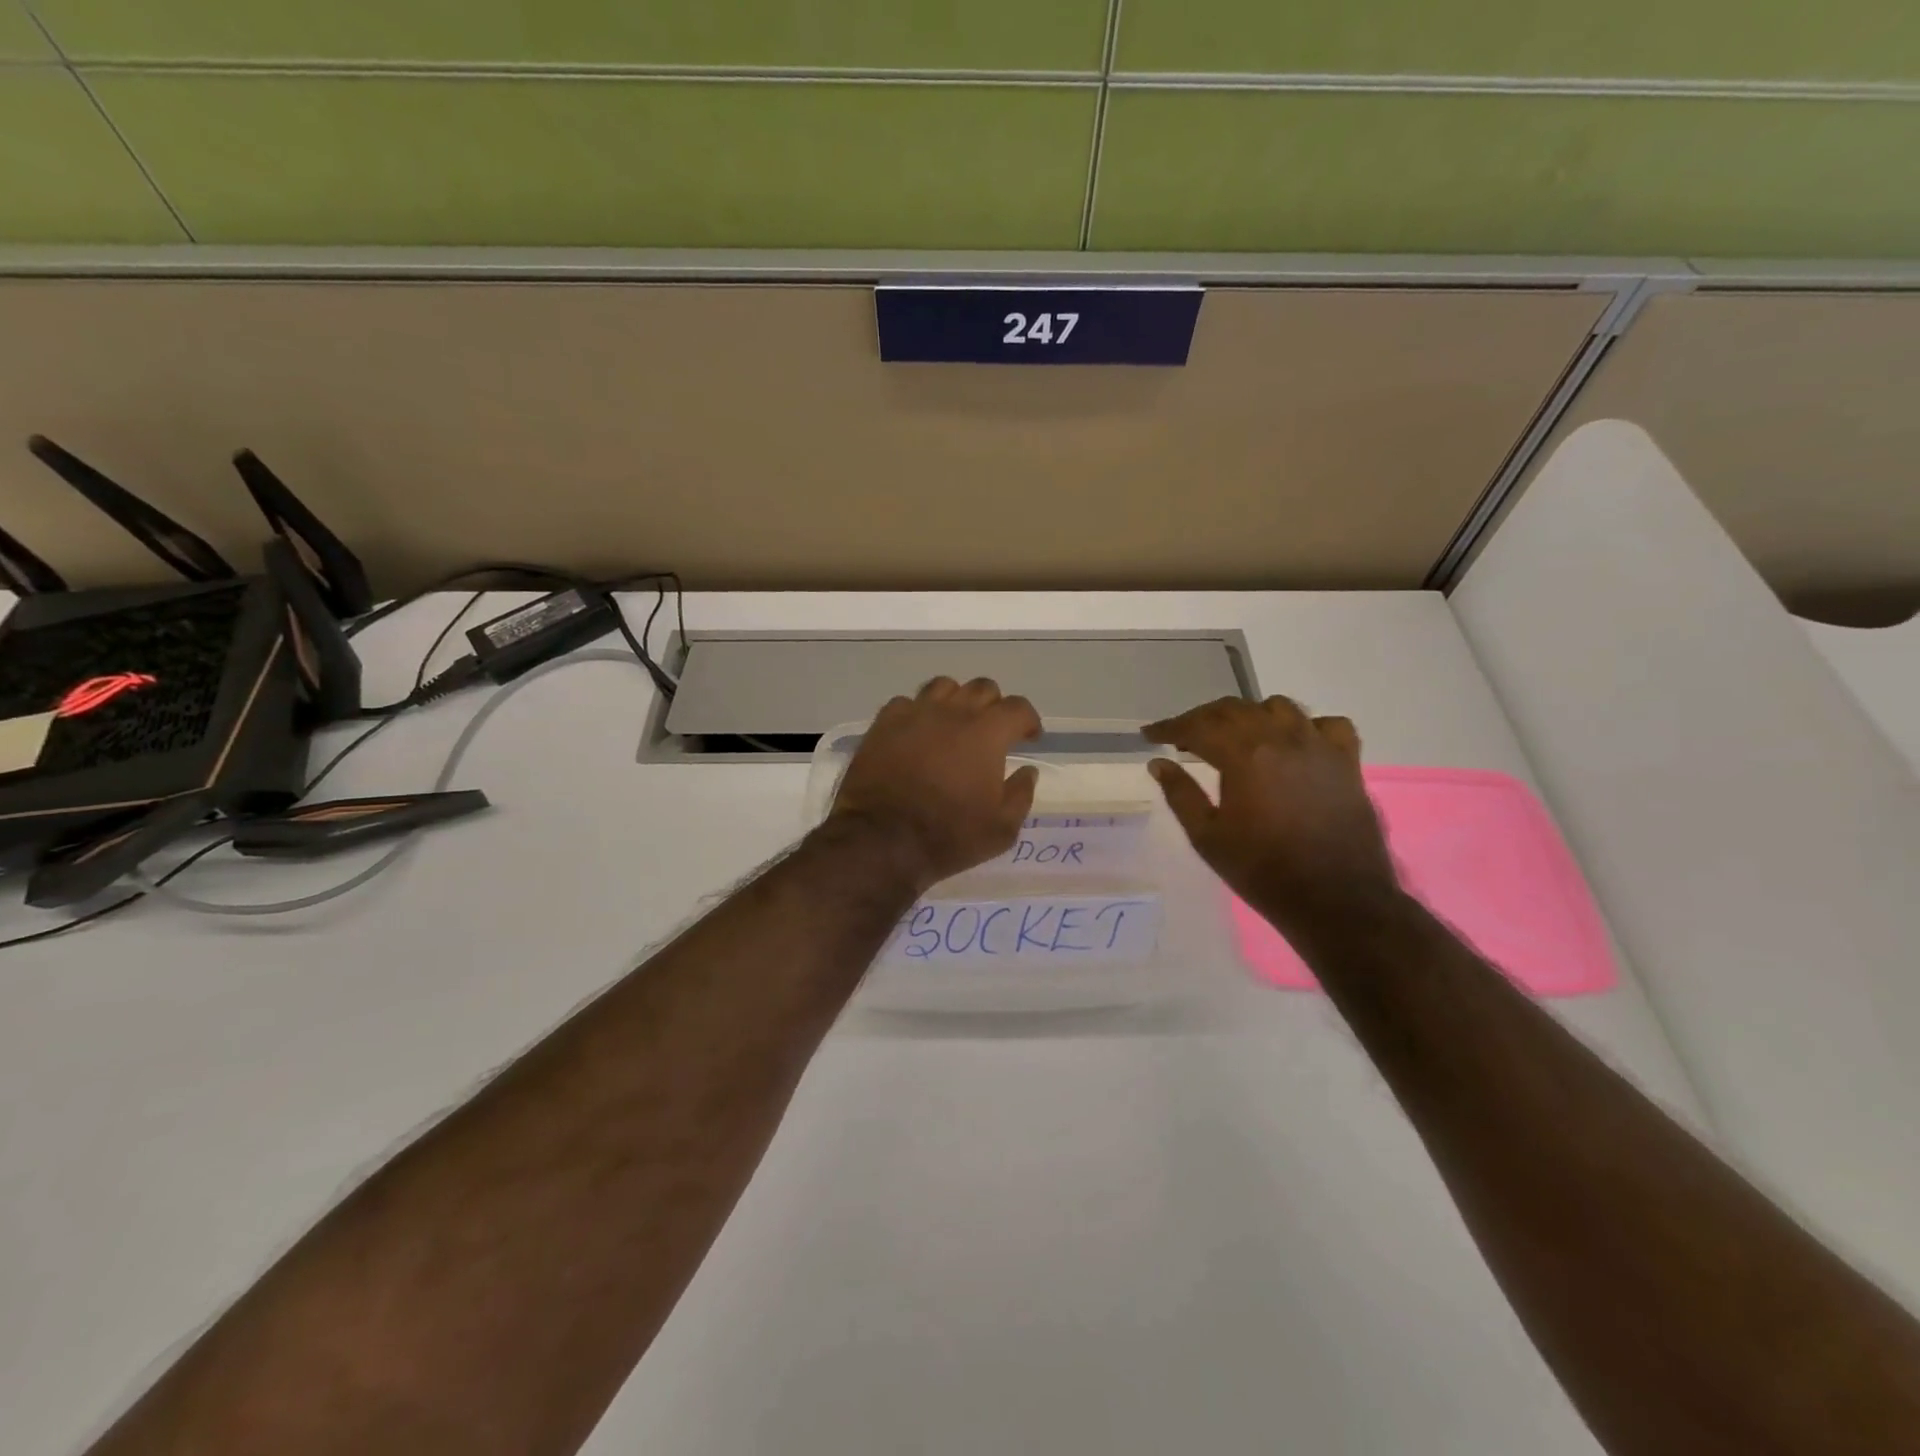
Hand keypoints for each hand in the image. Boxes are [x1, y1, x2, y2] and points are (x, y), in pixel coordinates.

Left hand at [829, 677, 1041, 892]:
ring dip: (956, 700)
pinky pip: (906, 703)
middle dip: (994, 706)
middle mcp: (953, 712)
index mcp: (988, 732)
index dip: (1028, 720)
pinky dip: (917, 713)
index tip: (1029, 737)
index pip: (1018, 708)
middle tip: (993, 731)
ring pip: (943, 686)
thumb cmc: (949, 836)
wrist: (882, 840)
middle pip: (982, 688)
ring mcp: (915, 714)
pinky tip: (917, 733)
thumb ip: (1020, 795)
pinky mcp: (883, 724)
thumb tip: (1027, 771)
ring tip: (954, 724)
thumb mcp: (1001, 829)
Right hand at [1144, 696, 1400, 932]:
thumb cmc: (1262, 871)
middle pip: (1234, 710)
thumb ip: (1180, 794)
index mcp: (1244, 755)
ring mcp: (1319, 746)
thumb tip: (1158, 763)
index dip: (1169, 727)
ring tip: (1235, 737)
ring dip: (1249, 716)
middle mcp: (1282, 738)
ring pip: (1278, 707)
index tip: (1150, 734)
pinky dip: (1305, 726)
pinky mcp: (1347, 761)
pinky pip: (1327, 725)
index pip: (1197, 726)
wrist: (1335, 901)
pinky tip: (1294, 744)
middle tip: (1184, 738)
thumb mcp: (1207, 837)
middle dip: (1203, 718)